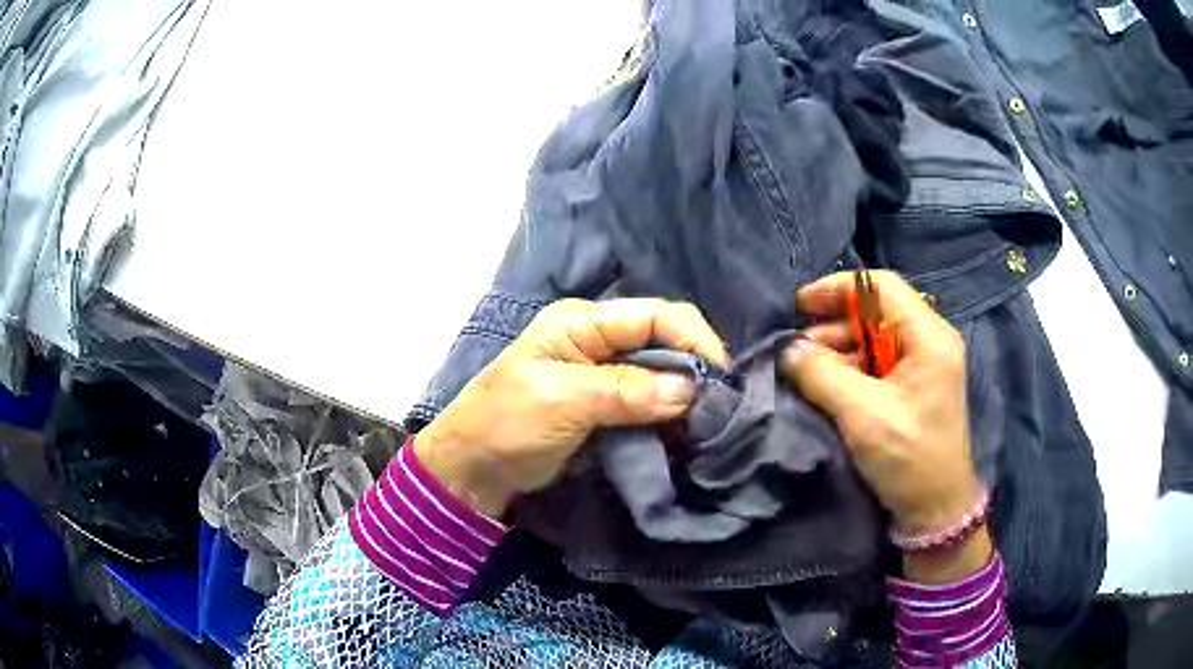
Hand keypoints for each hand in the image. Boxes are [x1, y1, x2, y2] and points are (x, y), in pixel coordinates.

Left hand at [414, 298, 728, 519]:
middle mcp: (599, 338)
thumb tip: (691, 390)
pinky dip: (669, 414)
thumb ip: (625, 391)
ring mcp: (603, 372)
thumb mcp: (561, 400)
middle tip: (717, 409)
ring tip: (705, 424)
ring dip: (684, 395)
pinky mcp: (606, 404)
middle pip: (664, 339)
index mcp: (583, 322)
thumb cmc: (506, 424)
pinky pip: (649, 400)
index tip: (721, 381)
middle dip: (694, 369)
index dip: (694, 340)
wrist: (473, 469)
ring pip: (661, 371)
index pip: (656, 315)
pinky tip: (682, 432)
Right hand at [780, 271, 989, 580]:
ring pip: (873, 339)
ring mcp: (923, 366)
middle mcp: (929, 342)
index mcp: (929, 337)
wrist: (936, 510)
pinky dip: (849, 370)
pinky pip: (877, 364)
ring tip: (806, 373)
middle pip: (875, 312)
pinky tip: (826, 387)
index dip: (838, 289)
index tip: (800, 305)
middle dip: (833, 325)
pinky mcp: (913, 388)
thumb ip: (823, 375)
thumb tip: (788, 351)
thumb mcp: (864, 415)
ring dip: (838, 350)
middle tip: (797, 350)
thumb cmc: (910, 459)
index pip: (881, 287)